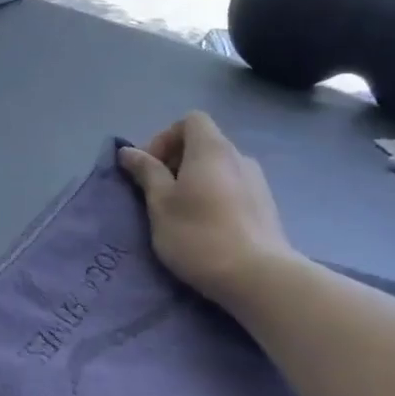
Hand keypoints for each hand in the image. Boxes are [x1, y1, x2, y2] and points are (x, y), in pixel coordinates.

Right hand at [118, 112, 294, 308]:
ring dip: (196, 182)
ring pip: (219, 169)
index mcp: (211, 149)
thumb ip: (146, 173)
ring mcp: (257, 181)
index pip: (190, 120)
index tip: (151, 170)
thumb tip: (128, 151)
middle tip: (159, 196)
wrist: (256, 275)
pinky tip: (208, 228)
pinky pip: (233, 188)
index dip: (165, 138)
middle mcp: (239, 156)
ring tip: (182, 215)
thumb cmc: (198, 235)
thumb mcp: (160, 204)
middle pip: (204, 144)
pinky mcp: (266, 205)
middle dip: (177, 163)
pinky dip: (215, 197)